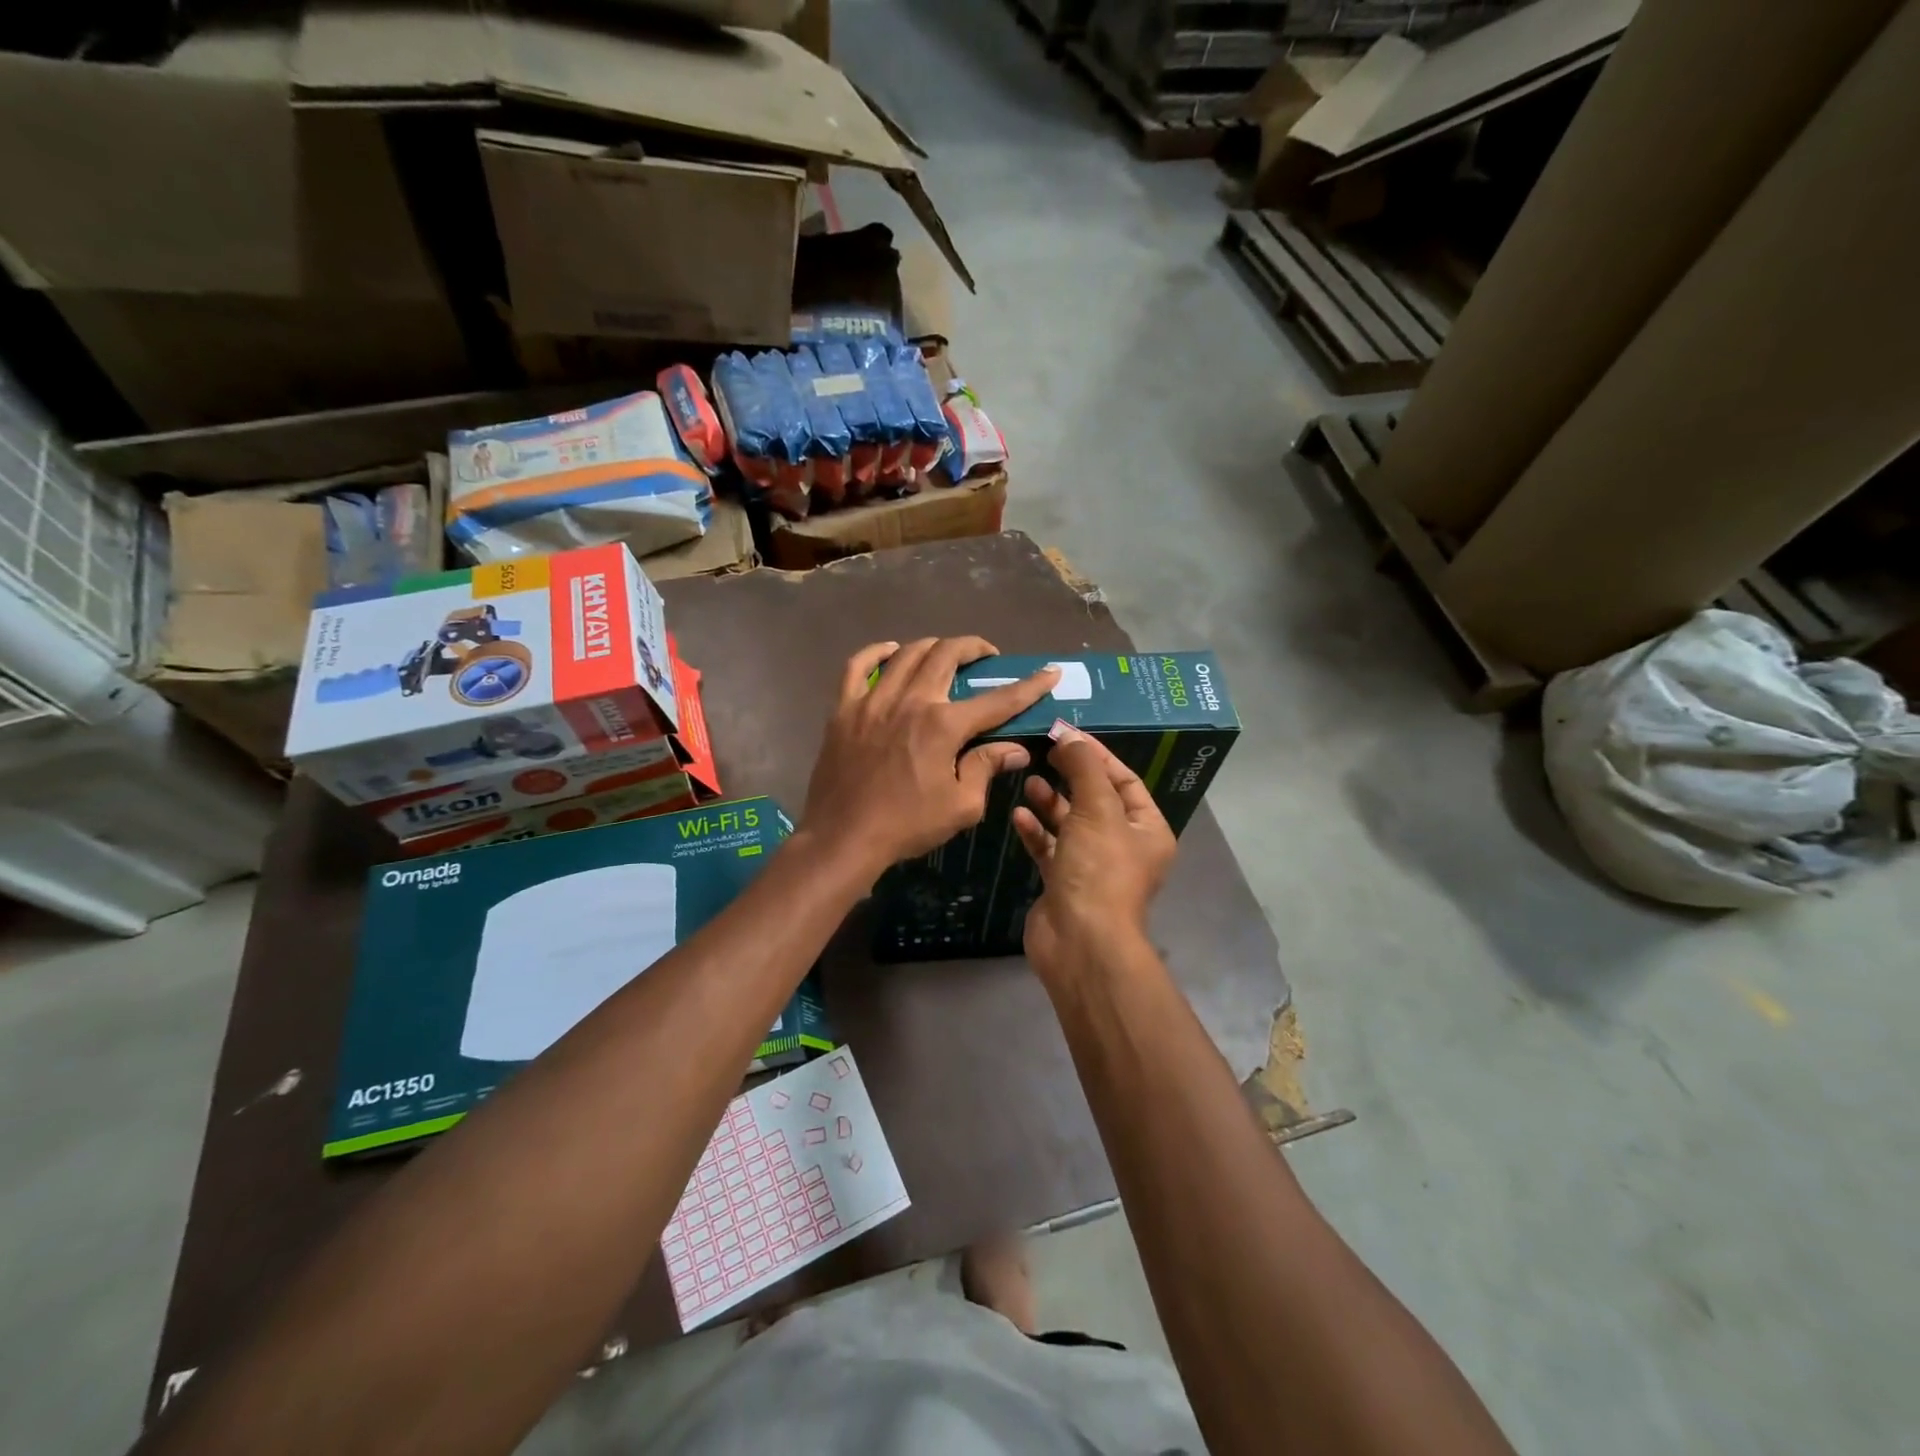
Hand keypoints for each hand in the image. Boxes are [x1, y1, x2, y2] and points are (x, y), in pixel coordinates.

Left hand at [802, 638, 1059, 882]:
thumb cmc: (906, 826)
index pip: (998, 700)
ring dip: (933, 646)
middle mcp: (910, 701)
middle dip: (974, 648)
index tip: (1049, 672)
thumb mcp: (960, 806)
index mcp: (943, 726)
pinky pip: (858, 665)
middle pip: (947, 654)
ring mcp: (873, 700)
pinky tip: (891, 651)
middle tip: (986, 656)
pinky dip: (877, 652)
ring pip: (907, 654)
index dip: (1029, 685)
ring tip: (945, 653)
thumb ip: (987, 768)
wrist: (843, 837)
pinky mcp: (844, 708)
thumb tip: (1015, 749)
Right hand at [1012, 725, 1175, 982]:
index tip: (1066, 735)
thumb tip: (1069, 736)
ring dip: (1050, 802)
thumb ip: (1084, 767)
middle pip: (1095, 800)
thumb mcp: (1097, 809)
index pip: (1124, 780)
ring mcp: (1092, 866)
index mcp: (1146, 829)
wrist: (1080, 941)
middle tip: (1043, 754)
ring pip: (1070, 824)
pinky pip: (1050, 847)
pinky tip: (1018, 815)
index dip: (1097, 756)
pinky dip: (1036, 831)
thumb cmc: (1099, 869)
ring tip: (1028, 781)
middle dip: (1070, 777)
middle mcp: (1123, 846)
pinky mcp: (1063, 882)